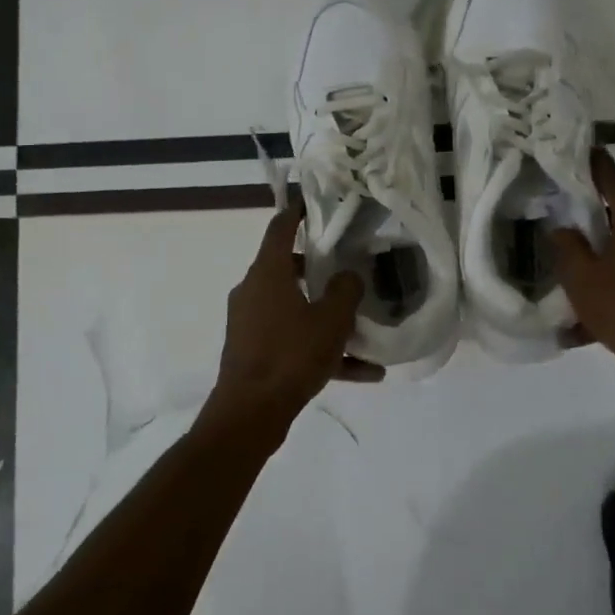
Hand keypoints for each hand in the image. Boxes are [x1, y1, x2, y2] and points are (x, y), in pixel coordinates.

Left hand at [205, 200, 382, 430]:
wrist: (251, 413)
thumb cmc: (291, 355)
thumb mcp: (331, 320)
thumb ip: (346, 290)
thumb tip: (349, 277)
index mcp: (267, 273)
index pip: (280, 228)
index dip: (296, 211)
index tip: (312, 202)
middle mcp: (254, 291)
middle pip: (287, 269)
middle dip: (318, 269)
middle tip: (348, 267)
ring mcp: (251, 324)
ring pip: (295, 309)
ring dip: (326, 317)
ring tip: (364, 330)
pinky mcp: (255, 353)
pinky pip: (294, 341)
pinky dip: (322, 350)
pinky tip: (363, 373)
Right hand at [552, 150, 614, 390]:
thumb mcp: (582, 280)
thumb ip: (567, 248)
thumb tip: (562, 227)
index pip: (613, 176)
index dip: (593, 163)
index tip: (577, 151)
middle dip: (598, 211)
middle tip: (568, 212)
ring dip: (608, 251)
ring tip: (579, 268)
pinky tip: (597, 312)